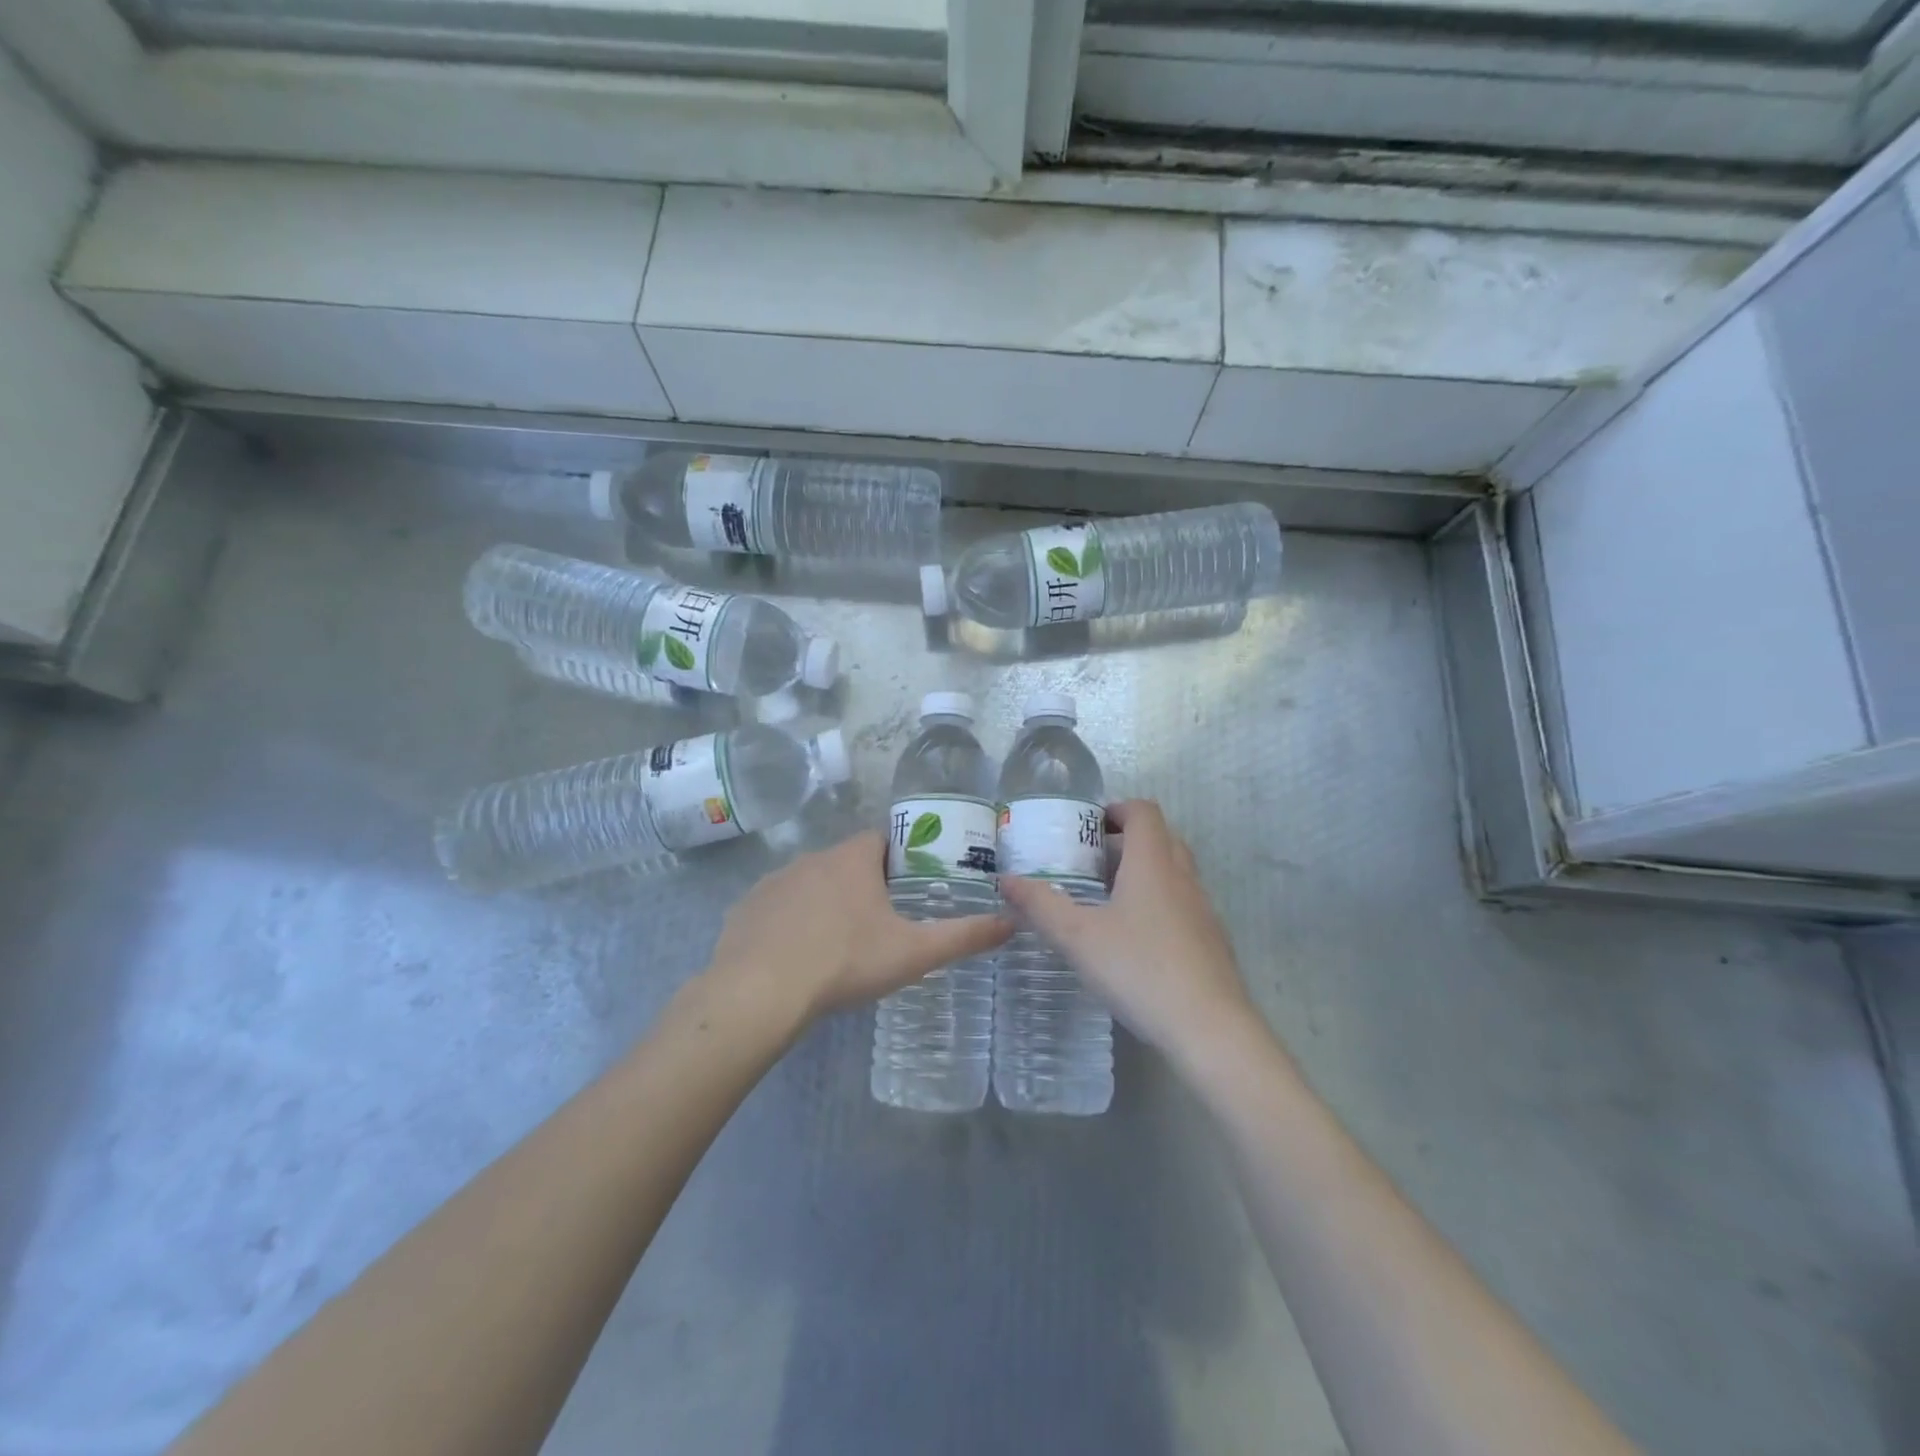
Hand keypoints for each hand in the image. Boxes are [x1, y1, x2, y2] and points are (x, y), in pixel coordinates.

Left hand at [707, 831, 1011, 1023]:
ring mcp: (774, 882)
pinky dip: (791, 922)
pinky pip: (778, 907)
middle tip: (882, 922)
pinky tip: (797, 956)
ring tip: (840, 943)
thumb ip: (964, 936)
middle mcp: (812, 858)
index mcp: (853, 859)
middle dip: (865, 884)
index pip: (884, 840)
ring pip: (811, 883)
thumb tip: (1011, 922)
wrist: (759, 993)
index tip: (913, 886)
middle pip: (847, 861)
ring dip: (827, 902)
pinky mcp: (746, 908)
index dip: (902, 858)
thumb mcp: (914, 952)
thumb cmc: (844, 962)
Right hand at [999, 800, 1255, 1059]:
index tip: (1088, 825)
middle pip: (1160, 838)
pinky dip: (1158, 902)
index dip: (1116, 809)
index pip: (1143, 812)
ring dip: (1143, 872)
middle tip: (1090, 862)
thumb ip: (1040, 905)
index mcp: (1153, 864)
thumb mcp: (1077, 937)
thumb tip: (1006, 880)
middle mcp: (1183, 877)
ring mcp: (1203, 909)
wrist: (1210, 1029)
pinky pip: (1182, 903)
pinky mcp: (1211, 940)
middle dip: (1126, 840)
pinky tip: (1134, 939)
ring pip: (1174, 872)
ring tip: (1107, 899)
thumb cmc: (1139, 970)